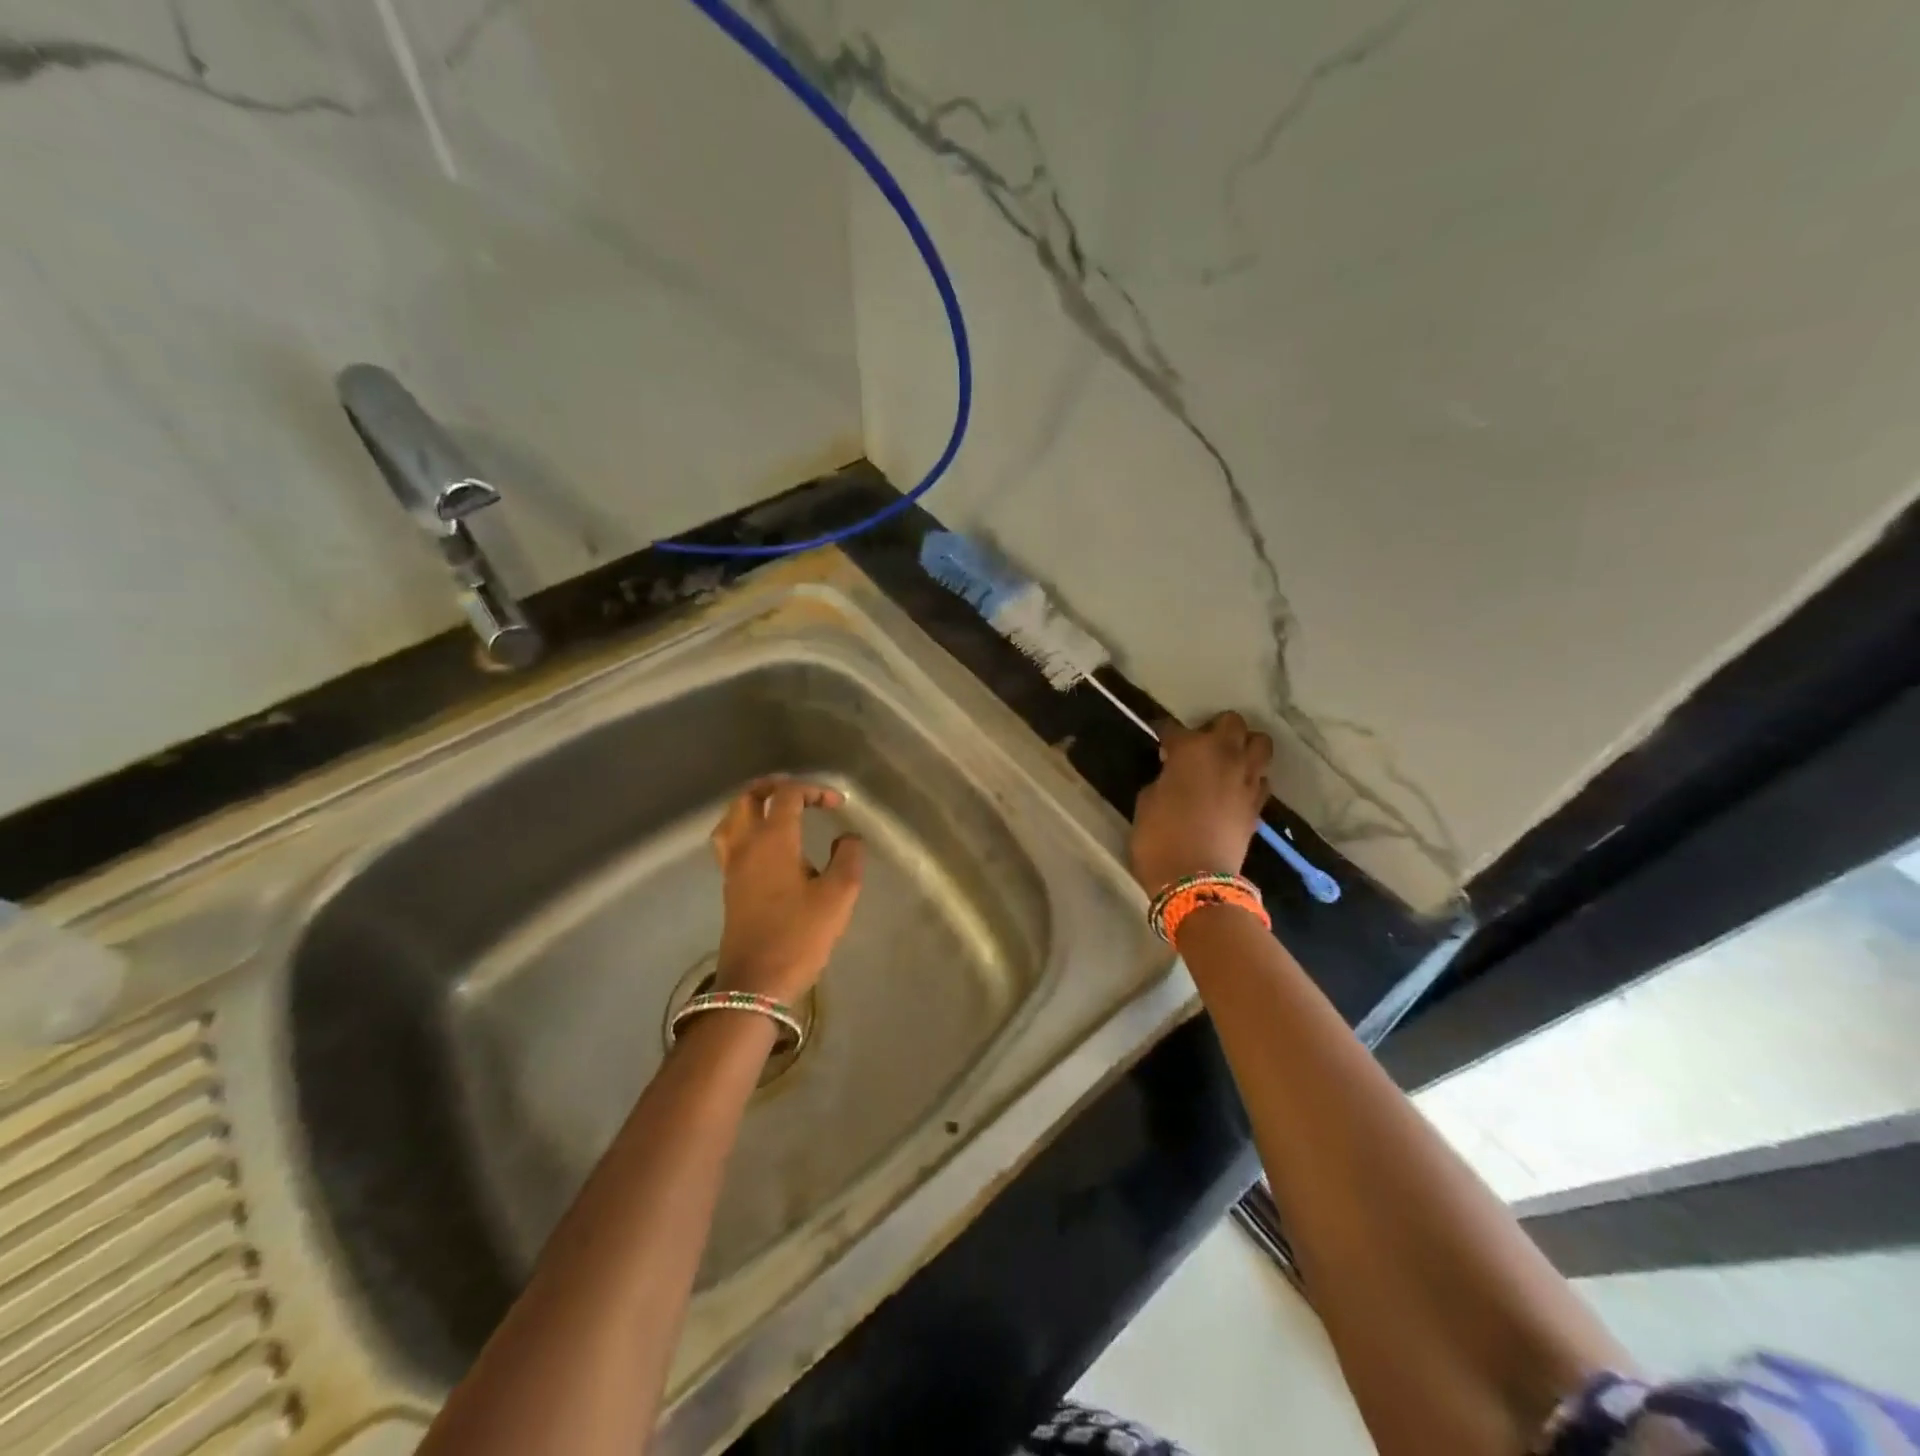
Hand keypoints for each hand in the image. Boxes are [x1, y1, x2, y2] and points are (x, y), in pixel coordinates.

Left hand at [709, 777, 865, 1004]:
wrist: (756, 982)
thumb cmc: (799, 936)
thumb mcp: (839, 896)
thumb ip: (849, 858)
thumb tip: (848, 838)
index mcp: (773, 840)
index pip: (787, 795)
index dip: (813, 790)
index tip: (837, 804)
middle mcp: (746, 845)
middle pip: (748, 797)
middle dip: (774, 787)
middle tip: (800, 792)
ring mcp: (732, 866)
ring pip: (732, 817)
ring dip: (753, 804)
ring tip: (777, 809)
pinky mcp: (729, 886)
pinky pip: (729, 840)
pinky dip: (744, 827)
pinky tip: (764, 843)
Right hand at [1130, 712, 1273, 894]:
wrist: (1194, 880)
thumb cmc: (1159, 838)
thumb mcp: (1147, 801)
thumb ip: (1163, 778)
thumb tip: (1173, 774)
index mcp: (1191, 749)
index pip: (1174, 729)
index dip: (1164, 733)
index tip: (1158, 740)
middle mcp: (1225, 755)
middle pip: (1232, 722)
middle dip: (1215, 729)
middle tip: (1199, 746)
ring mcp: (1247, 779)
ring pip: (1260, 743)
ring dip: (1243, 747)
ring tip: (1226, 762)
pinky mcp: (1258, 804)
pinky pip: (1261, 778)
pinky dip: (1250, 778)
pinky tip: (1235, 789)